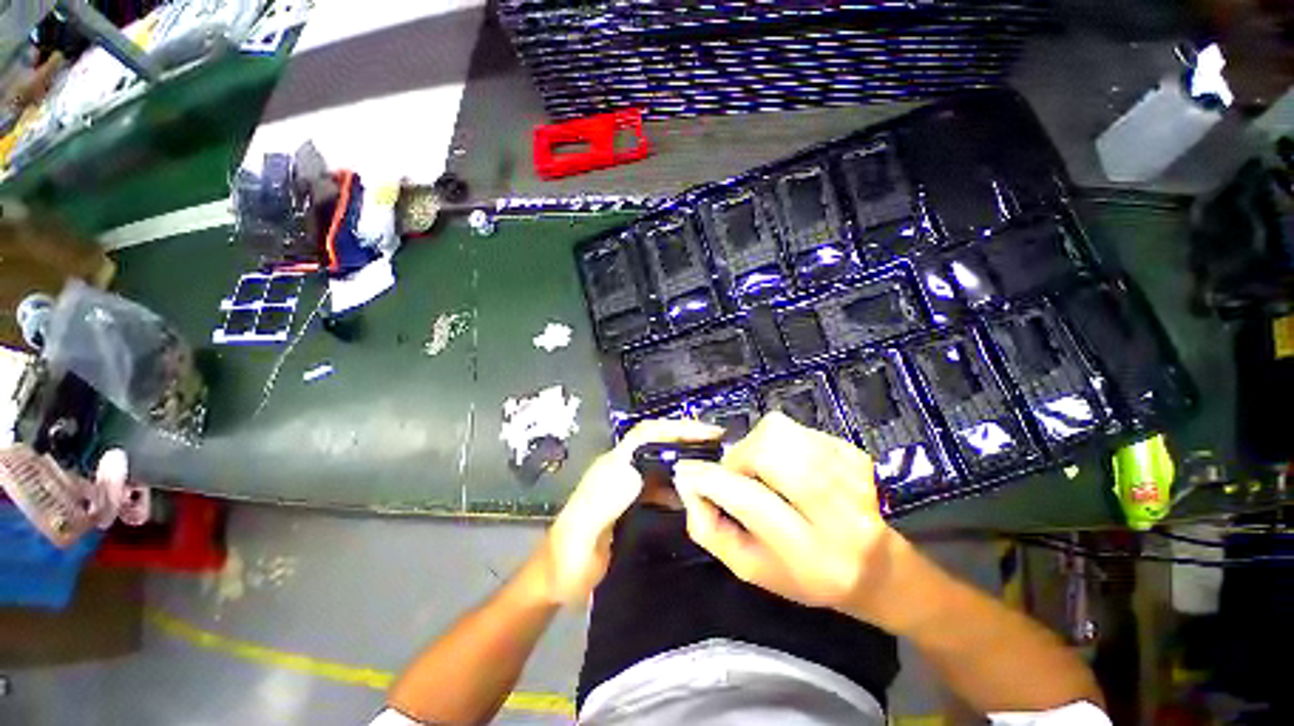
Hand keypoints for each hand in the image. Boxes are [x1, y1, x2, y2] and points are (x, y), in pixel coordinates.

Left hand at [534, 419, 722, 604]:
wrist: (557, 580)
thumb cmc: (568, 558)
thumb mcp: (583, 531)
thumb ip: (604, 501)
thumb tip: (637, 473)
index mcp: (611, 467)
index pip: (646, 434)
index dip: (675, 428)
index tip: (707, 433)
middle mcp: (621, 469)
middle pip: (658, 444)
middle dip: (687, 440)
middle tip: (721, 449)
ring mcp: (627, 486)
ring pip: (662, 464)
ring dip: (686, 462)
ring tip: (715, 469)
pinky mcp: (632, 503)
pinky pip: (661, 487)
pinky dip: (680, 487)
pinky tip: (695, 498)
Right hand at [673, 412, 907, 624]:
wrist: (875, 568)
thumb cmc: (803, 574)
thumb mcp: (749, 567)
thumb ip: (711, 530)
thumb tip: (688, 483)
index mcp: (810, 555)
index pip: (751, 502)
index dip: (712, 480)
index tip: (687, 470)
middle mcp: (840, 515)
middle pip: (772, 451)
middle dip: (741, 455)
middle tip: (738, 473)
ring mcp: (853, 477)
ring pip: (783, 432)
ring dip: (759, 446)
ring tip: (764, 470)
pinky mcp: (856, 454)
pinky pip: (799, 429)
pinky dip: (782, 442)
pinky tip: (792, 467)